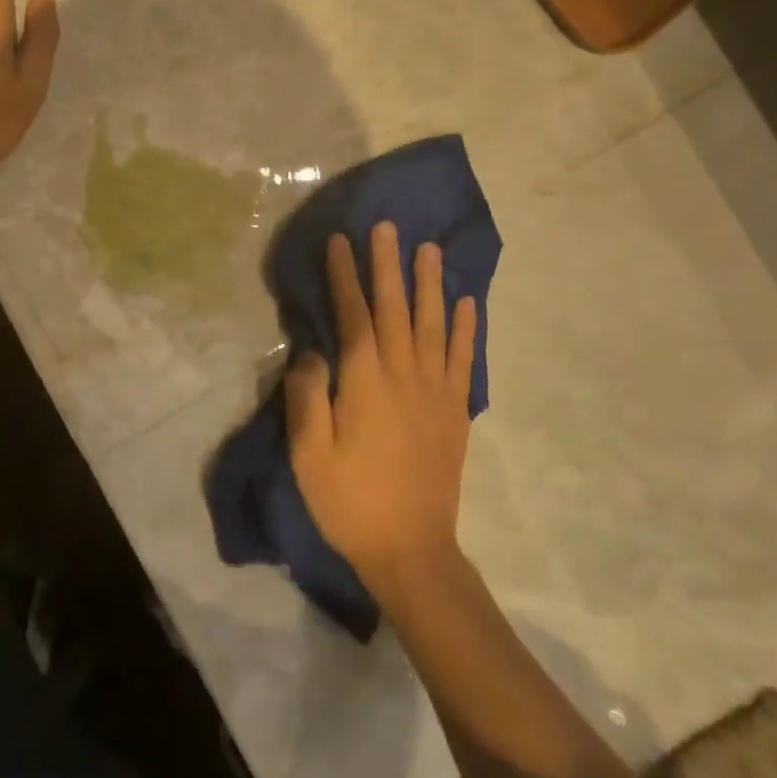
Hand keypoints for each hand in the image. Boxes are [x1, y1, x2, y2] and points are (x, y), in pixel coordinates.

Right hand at [286, 222, 478, 598]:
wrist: (411, 551)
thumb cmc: (349, 501)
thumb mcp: (309, 454)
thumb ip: (308, 396)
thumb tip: (312, 351)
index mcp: (365, 382)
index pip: (354, 315)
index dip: (345, 276)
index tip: (340, 241)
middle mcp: (403, 375)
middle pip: (396, 309)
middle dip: (388, 265)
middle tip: (387, 226)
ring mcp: (435, 392)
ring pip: (434, 325)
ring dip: (430, 284)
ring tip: (428, 249)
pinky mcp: (455, 411)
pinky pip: (464, 360)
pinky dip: (468, 329)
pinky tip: (468, 303)